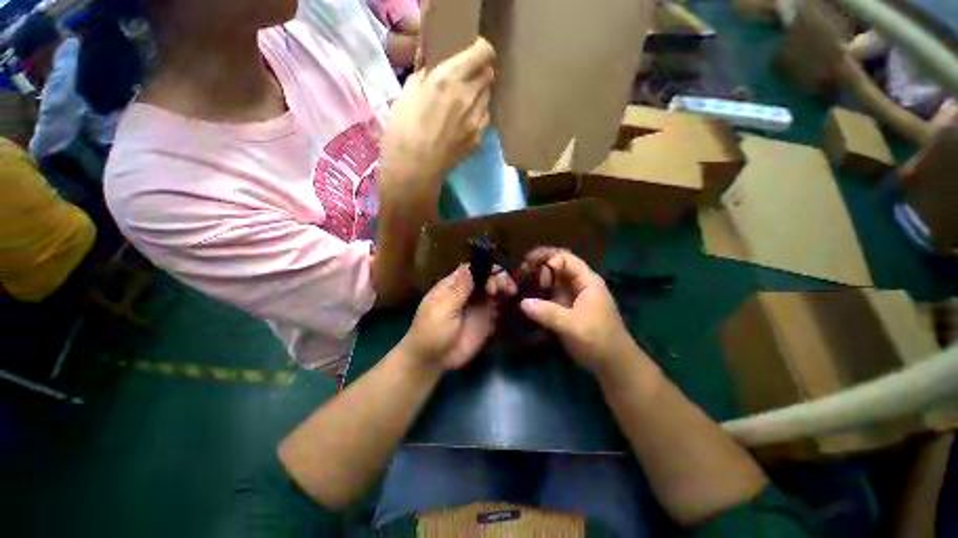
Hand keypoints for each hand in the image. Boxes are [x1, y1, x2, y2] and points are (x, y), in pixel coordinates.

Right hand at [379, 38, 494, 211]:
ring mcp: (477, 120)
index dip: (481, 50)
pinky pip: (485, 120)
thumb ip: (424, 77)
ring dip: (480, 95)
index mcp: (450, 78)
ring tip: (464, 103)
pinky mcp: (478, 140)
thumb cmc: (403, 129)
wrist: (415, 168)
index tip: (472, 53)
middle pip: (489, 76)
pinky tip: (465, 123)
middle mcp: (469, 96)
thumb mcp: (408, 93)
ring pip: (488, 98)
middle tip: (466, 80)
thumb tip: (433, 71)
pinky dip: (479, 116)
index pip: (483, 53)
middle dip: (480, 73)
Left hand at [402, 264, 514, 370]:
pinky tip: (510, 306)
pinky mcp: (485, 319)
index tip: (495, 277)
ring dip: (504, 288)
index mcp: (454, 285)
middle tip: (507, 288)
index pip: (473, 269)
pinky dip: (506, 303)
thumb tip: (466, 267)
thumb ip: (457, 291)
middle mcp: (468, 292)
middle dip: (499, 278)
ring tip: (511, 293)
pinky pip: (498, 307)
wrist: (433, 360)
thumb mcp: (442, 311)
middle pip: (487, 277)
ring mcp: (478, 306)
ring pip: (495, 290)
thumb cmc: (431, 332)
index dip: (486, 269)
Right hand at [518, 248, 636, 372]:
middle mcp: (579, 284)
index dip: (550, 263)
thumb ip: (548, 313)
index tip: (538, 278)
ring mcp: (572, 296)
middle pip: (558, 266)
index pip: (566, 259)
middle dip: (540, 265)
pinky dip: (539, 292)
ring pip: (553, 280)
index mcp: (587, 281)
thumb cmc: (598, 340)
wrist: (612, 363)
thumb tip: (522, 303)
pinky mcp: (566, 308)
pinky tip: (527, 297)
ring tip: (520, 282)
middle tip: (522, 270)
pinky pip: (550, 294)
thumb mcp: (573, 325)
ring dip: (538, 278)